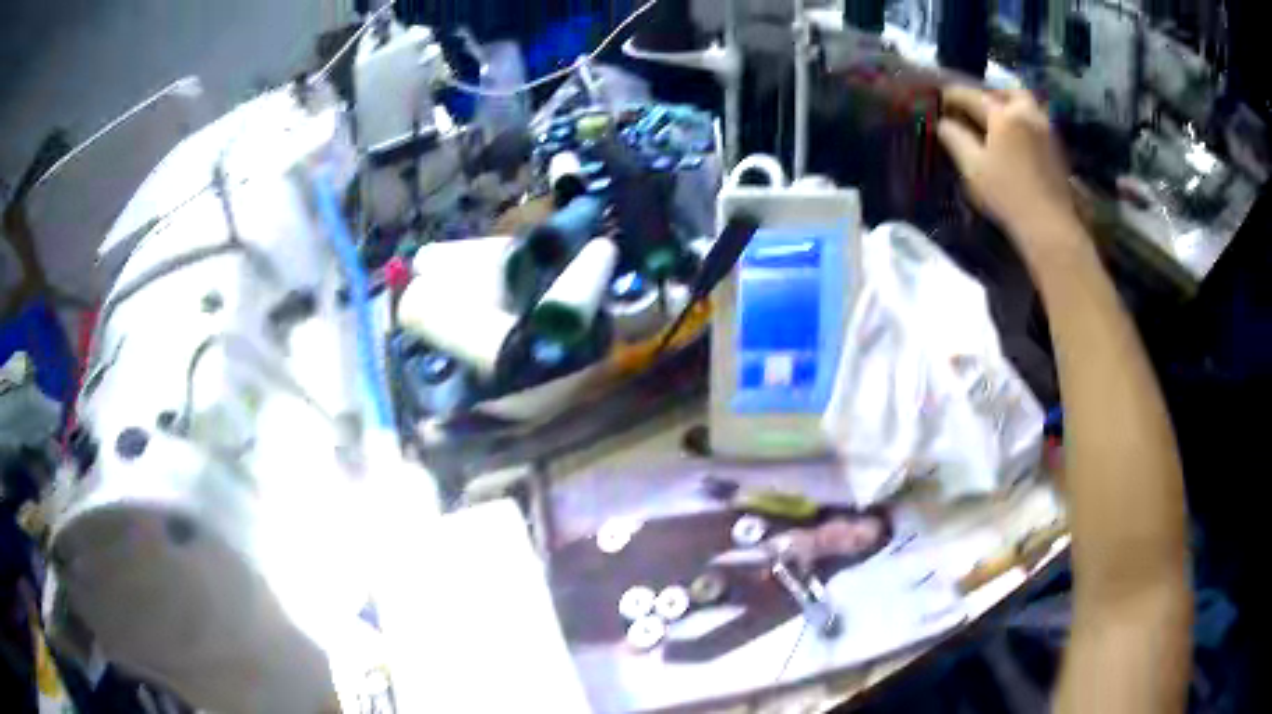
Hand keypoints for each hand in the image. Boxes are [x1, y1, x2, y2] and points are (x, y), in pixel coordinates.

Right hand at [938, 86, 1081, 257]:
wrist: (1050, 226)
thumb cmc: (1008, 195)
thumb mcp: (973, 168)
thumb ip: (956, 139)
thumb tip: (943, 123)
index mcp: (1003, 115)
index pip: (973, 96)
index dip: (954, 95)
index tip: (941, 98)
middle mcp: (1026, 114)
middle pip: (1007, 92)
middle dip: (990, 93)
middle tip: (977, 105)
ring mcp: (1046, 130)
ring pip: (1026, 104)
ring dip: (1010, 105)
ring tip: (998, 120)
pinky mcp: (1057, 148)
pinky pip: (1037, 121)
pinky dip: (1023, 121)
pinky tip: (1017, 137)